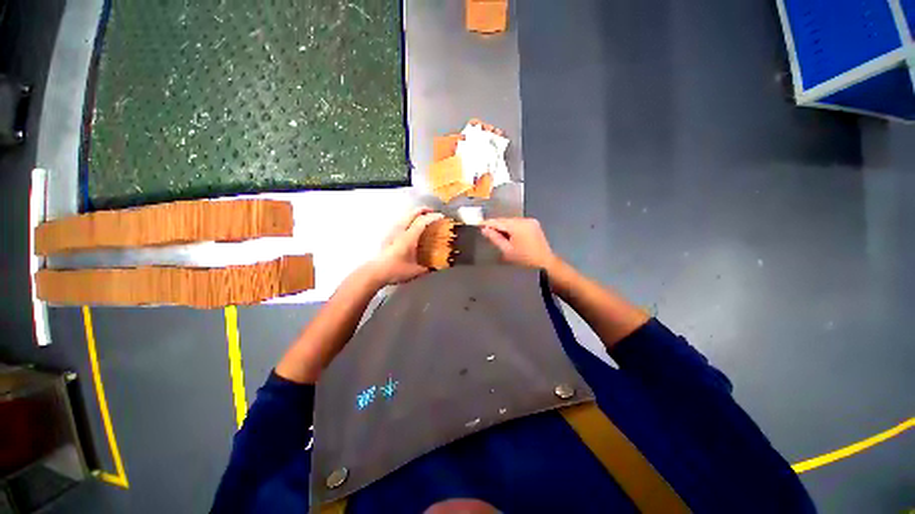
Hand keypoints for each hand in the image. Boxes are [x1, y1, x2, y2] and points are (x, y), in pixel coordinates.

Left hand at [366, 207, 443, 286]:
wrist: (375, 272)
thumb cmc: (395, 270)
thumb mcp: (415, 271)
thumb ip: (427, 268)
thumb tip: (436, 267)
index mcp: (409, 237)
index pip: (422, 221)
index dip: (433, 217)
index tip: (441, 217)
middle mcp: (400, 231)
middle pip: (412, 213)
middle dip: (423, 210)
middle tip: (432, 212)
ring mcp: (392, 232)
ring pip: (405, 216)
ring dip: (415, 214)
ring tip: (422, 218)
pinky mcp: (388, 236)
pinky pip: (400, 223)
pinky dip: (408, 220)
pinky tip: (410, 228)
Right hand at [480, 217, 557, 269]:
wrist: (545, 263)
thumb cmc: (524, 260)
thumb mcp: (507, 251)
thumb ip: (495, 238)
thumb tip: (484, 230)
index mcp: (517, 226)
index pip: (498, 222)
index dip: (487, 223)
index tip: (478, 224)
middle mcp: (524, 220)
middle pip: (505, 220)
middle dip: (495, 225)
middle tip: (485, 230)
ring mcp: (531, 221)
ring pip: (512, 221)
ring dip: (504, 226)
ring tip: (495, 234)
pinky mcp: (534, 224)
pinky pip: (519, 223)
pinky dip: (512, 227)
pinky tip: (508, 234)